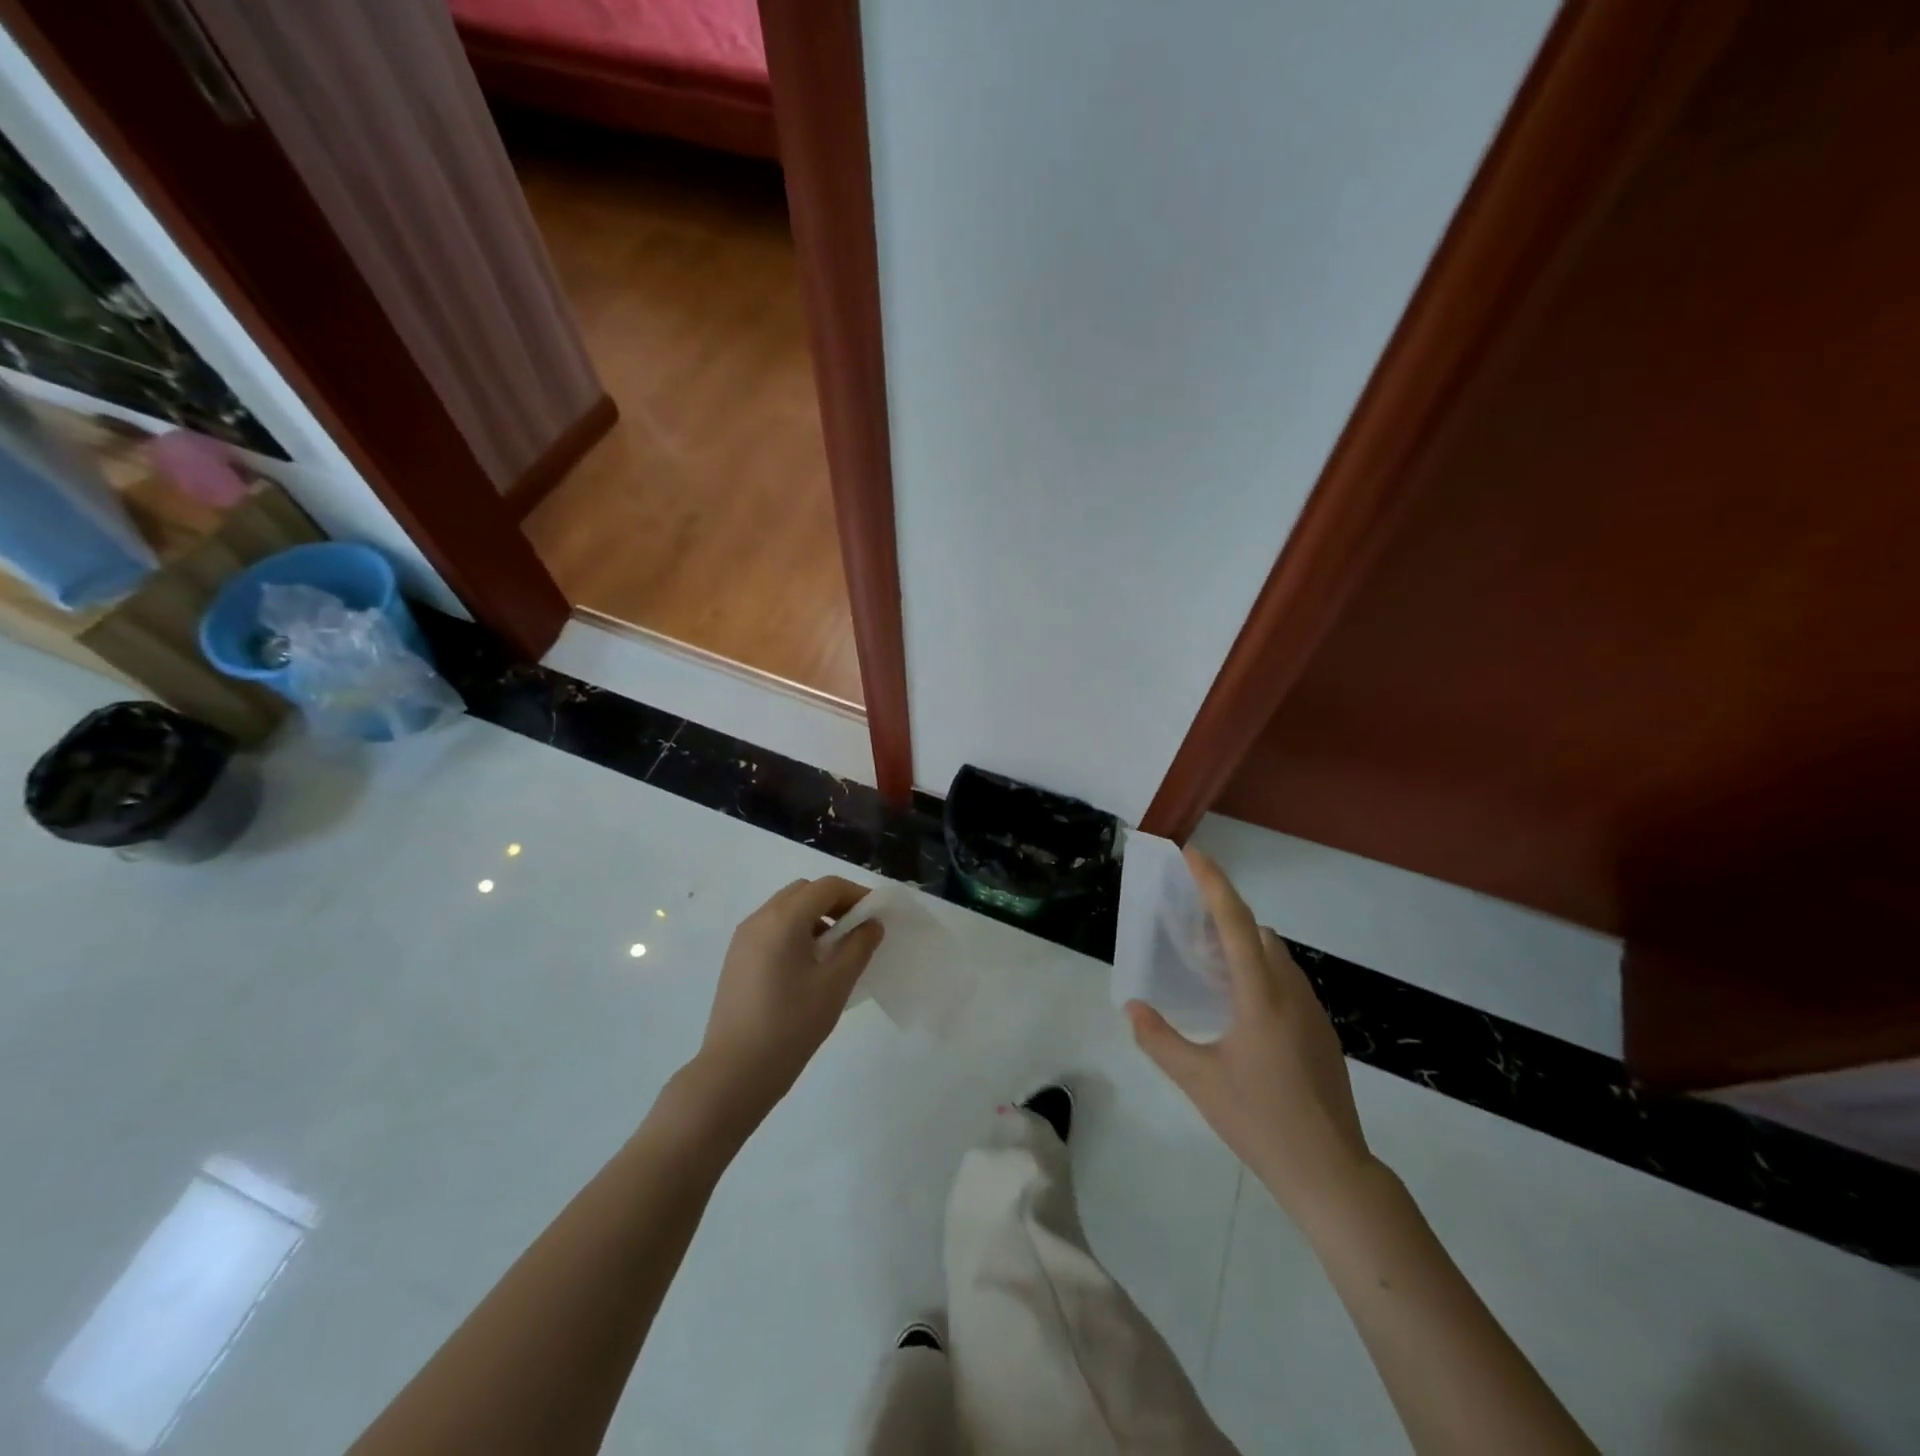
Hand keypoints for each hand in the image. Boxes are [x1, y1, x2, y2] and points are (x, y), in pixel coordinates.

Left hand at [692, 876, 883, 1130]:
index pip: (826, 887)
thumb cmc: (790, 1026)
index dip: (856, 895)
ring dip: (814, 917)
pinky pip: (772, 929)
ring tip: (835, 950)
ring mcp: (743, 939)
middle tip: (858, 930)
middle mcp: (759, 919)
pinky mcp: (736, 959)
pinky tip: (808, 967)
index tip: (876, 916)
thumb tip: (871, 924)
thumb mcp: (835, 985)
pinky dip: (795, 932)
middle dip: (834, 902)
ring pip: (786, 909)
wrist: (734, 1073)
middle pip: (804, 892)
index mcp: (783, 919)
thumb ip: (858, 947)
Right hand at [1127, 848, 1374, 1223]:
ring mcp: (1312, 1012)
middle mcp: (1291, 993)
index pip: (1236, 923)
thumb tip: (1132, 1007)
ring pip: (1277, 956)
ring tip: (1209, 957)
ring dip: (1244, 942)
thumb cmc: (1260, 1121)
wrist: (1331, 1172)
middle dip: (1225, 911)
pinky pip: (1287, 980)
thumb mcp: (1198, 1081)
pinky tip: (1239, 1002)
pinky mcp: (1321, 1032)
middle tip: (1188, 914)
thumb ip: (1159, 1039)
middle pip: (1260, 932)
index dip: (1213, 883)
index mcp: (1261, 996)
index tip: (1192, 853)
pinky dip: (1260, 969)